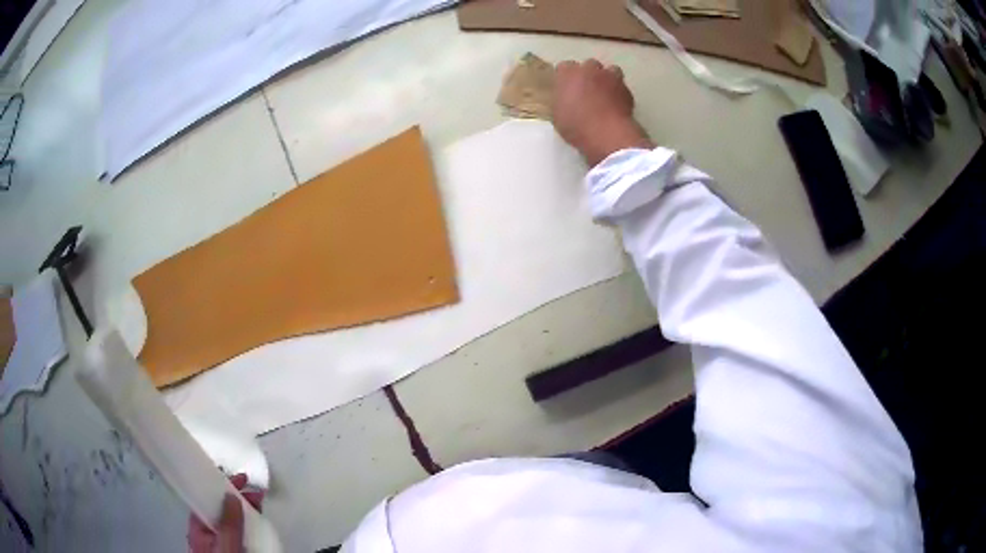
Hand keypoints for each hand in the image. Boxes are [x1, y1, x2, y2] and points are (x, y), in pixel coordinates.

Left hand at [188, 474, 263, 552]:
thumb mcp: (226, 547)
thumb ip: (228, 524)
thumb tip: (230, 496)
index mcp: (198, 528)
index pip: (204, 499)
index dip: (219, 485)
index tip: (239, 478)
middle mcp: (207, 532)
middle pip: (219, 508)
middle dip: (237, 495)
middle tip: (255, 490)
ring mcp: (219, 541)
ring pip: (230, 519)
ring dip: (244, 507)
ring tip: (259, 501)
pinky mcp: (232, 548)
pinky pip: (238, 531)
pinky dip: (248, 522)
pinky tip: (256, 521)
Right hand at [552, 59, 652, 165]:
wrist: (607, 133)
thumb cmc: (576, 125)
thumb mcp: (558, 115)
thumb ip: (562, 100)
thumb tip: (567, 99)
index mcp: (568, 73)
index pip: (564, 67)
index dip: (566, 77)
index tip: (566, 88)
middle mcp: (590, 69)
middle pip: (589, 65)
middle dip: (588, 74)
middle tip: (586, 91)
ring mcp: (611, 78)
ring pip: (610, 70)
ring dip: (607, 79)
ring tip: (605, 93)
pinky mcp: (627, 90)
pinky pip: (622, 86)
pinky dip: (619, 93)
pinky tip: (617, 105)